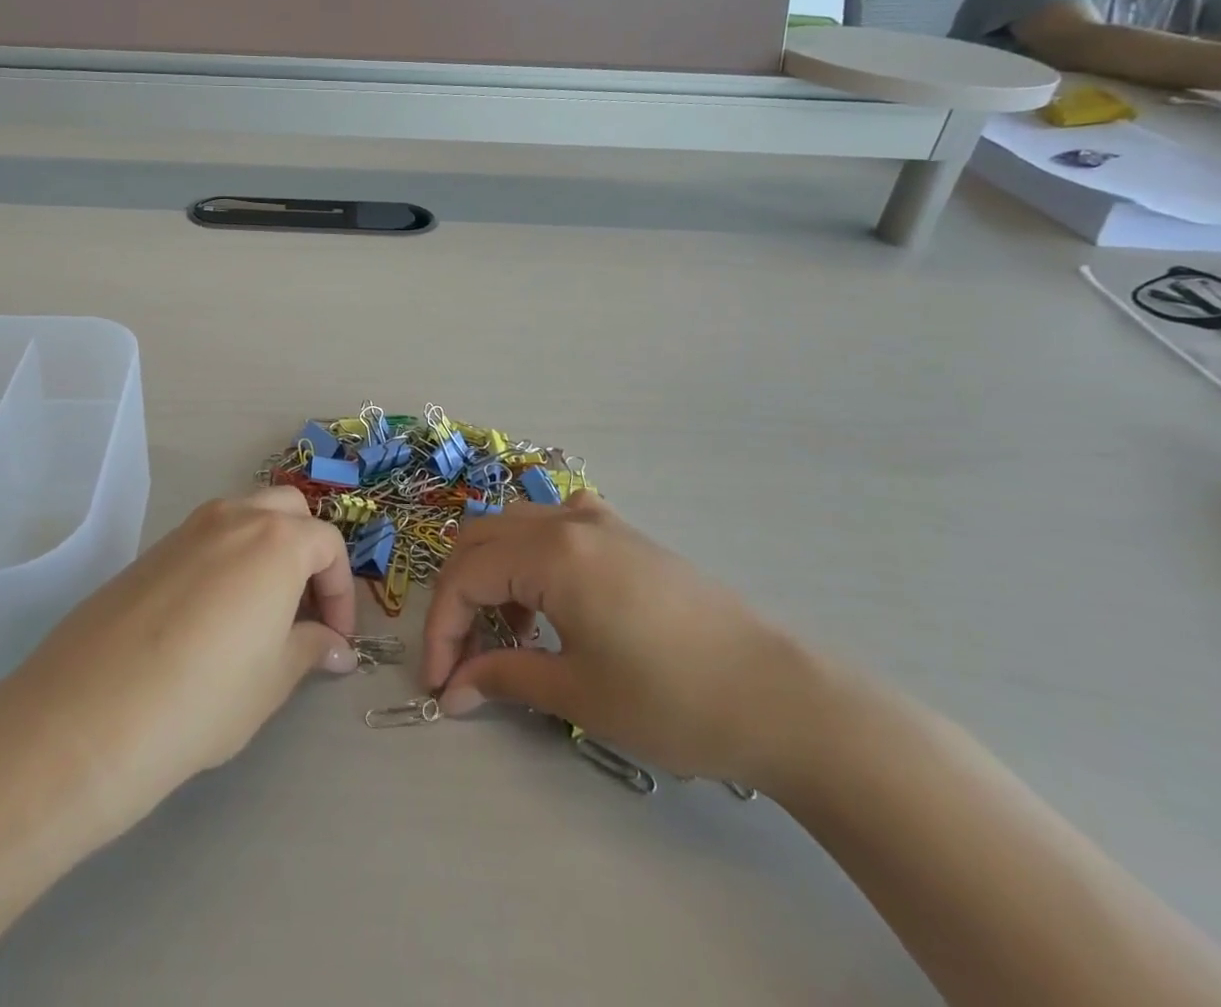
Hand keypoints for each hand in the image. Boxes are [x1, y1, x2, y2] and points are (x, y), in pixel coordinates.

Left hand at [5, 487, 357, 834]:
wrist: (91, 713)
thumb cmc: (203, 697)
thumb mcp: (271, 680)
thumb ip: (309, 649)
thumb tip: (334, 647)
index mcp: (276, 540)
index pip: (329, 545)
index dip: (342, 592)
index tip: (337, 639)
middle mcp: (234, 517)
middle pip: (289, 512)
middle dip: (308, 551)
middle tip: (304, 607)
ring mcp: (188, 528)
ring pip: (245, 516)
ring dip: (267, 548)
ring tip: (262, 610)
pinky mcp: (153, 548)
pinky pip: (207, 537)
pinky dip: (228, 557)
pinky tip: (213, 614)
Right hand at [422, 492, 816, 787]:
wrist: (781, 699)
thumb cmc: (673, 700)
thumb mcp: (578, 694)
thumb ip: (504, 677)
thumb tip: (454, 689)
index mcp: (551, 553)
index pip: (464, 577)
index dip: (441, 629)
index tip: (439, 683)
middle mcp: (567, 521)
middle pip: (478, 540)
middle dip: (457, 596)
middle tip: (460, 657)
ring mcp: (599, 522)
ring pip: (512, 528)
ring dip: (490, 574)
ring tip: (507, 637)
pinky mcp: (625, 535)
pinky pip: (552, 527)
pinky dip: (527, 558)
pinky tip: (547, 602)